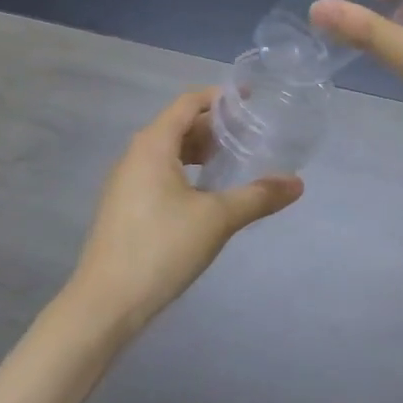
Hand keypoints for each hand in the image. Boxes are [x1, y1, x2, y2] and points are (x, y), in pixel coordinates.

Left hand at [67, 89, 302, 335]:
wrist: (104, 304)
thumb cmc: (161, 248)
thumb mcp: (217, 219)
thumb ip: (258, 197)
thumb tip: (297, 184)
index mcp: (153, 144)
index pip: (188, 102)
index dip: (220, 97)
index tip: (251, 98)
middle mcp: (135, 154)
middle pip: (178, 125)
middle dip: (214, 126)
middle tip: (250, 133)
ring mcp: (126, 181)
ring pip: (168, 151)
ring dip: (199, 150)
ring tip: (233, 160)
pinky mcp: (124, 206)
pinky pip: (159, 172)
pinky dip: (186, 170)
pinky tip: (206, 193)